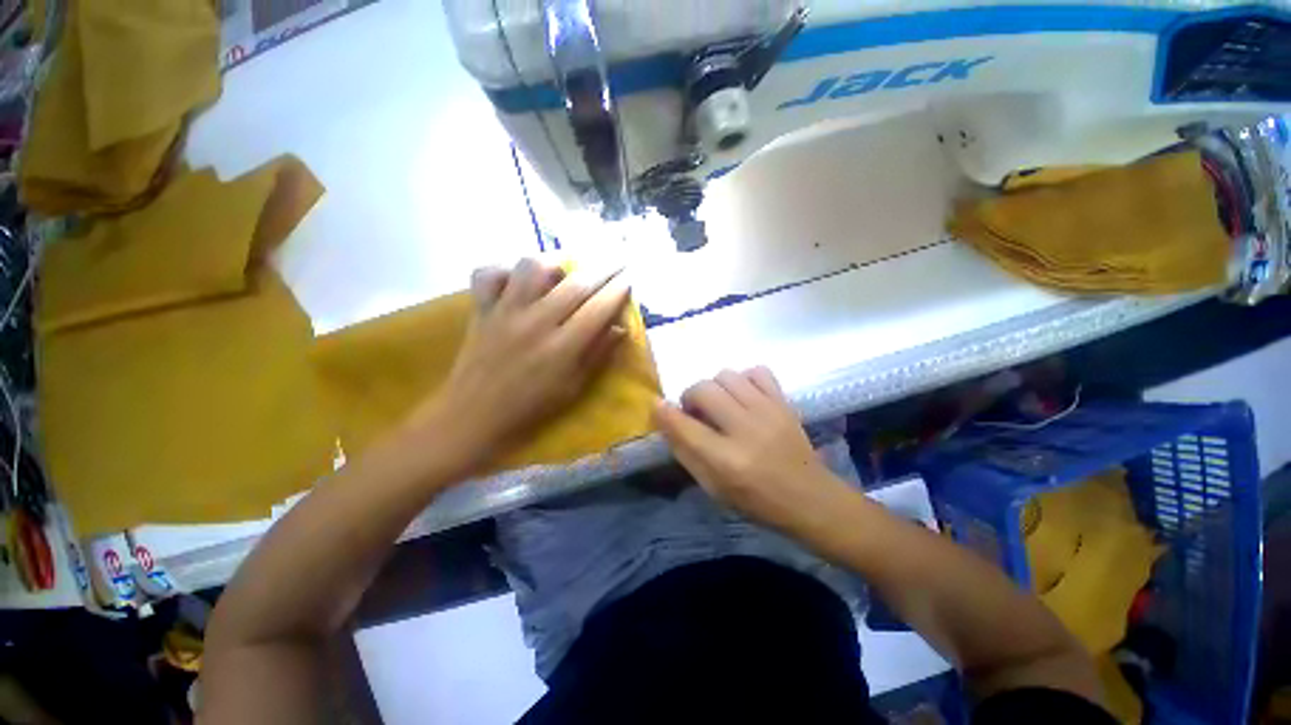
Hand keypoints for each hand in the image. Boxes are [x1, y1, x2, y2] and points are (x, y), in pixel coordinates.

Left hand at [414, 258, 630, 472]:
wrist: (474, 416)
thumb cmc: (531, 407)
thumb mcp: (574, 387)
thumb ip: (598, 354)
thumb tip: (621, 328)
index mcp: (562, 348)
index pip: (598, 308)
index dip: (619, 290)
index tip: (630, 277)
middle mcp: (536, 323)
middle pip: (576, 283)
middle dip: (603, 267)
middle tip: (617, 260)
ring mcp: (505, 312)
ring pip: (532, 267)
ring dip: (554, 264)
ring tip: (563, 273)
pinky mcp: (481, 309)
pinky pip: (489, 274)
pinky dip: (505, 270)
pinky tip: (518, 281)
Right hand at [653, 368, 851, 533]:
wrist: (809, 498)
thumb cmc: (756, 500)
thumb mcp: (712, 488)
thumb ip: (685, 452)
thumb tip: (665, 418)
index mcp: (726, 460)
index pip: (684, 425)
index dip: (664, 411)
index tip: (657, 405)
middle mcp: (745, 429)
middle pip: (703, 390)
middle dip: (690, 396)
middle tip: (696, 412)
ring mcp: (768, 411)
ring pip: (726, 375)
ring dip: (715, 387)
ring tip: (720, 403)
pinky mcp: (784, 402)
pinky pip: (757, 371)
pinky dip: (744, 379)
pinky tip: (744, 396)